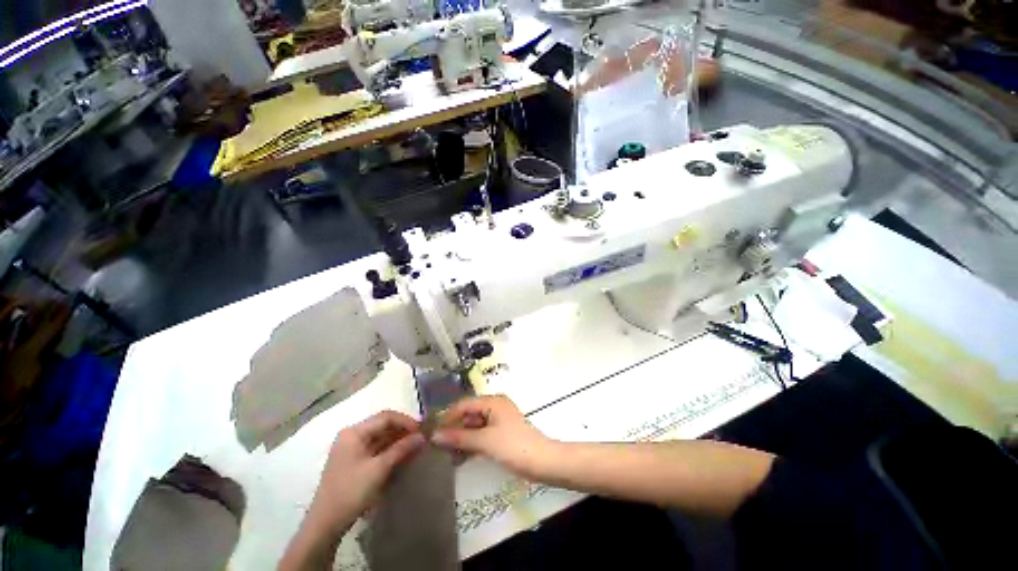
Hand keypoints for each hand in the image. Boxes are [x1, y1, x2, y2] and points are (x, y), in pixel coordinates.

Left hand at [280, 411, 424, 570]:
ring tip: (416, 447)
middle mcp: (353, 435)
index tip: (423, 430)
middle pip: (384, 425)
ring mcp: (352, 448)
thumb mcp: (379, 469)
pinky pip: (377, 449)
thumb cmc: (351, 492)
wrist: (325, 524)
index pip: (386, 417)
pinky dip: (391, 450)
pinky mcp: (355, 461)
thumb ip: (401, 449)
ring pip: (382, 437)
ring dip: (399, 441)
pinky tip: (404, 455)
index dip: (406, 421)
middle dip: (404, 431)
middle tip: (422, 438)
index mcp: (354, 432)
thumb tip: (422, 436)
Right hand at [431, 395, 555, 478]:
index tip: (431, 432)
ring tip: (445, 456)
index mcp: (492, 402)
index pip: (464, 404)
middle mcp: (494, 407)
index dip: (447, 417)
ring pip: (473, 427)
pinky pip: (481, 436)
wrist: (542, 462)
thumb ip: (459, 437)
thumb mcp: (484, 441)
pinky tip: (459, 459)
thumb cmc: (513, 446)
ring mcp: (498, 422)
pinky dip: (470, 445)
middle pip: (468, 415)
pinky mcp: (501, 435)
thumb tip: (434, 435)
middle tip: (436, 447)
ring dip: (461, 440)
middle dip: (453, 430)